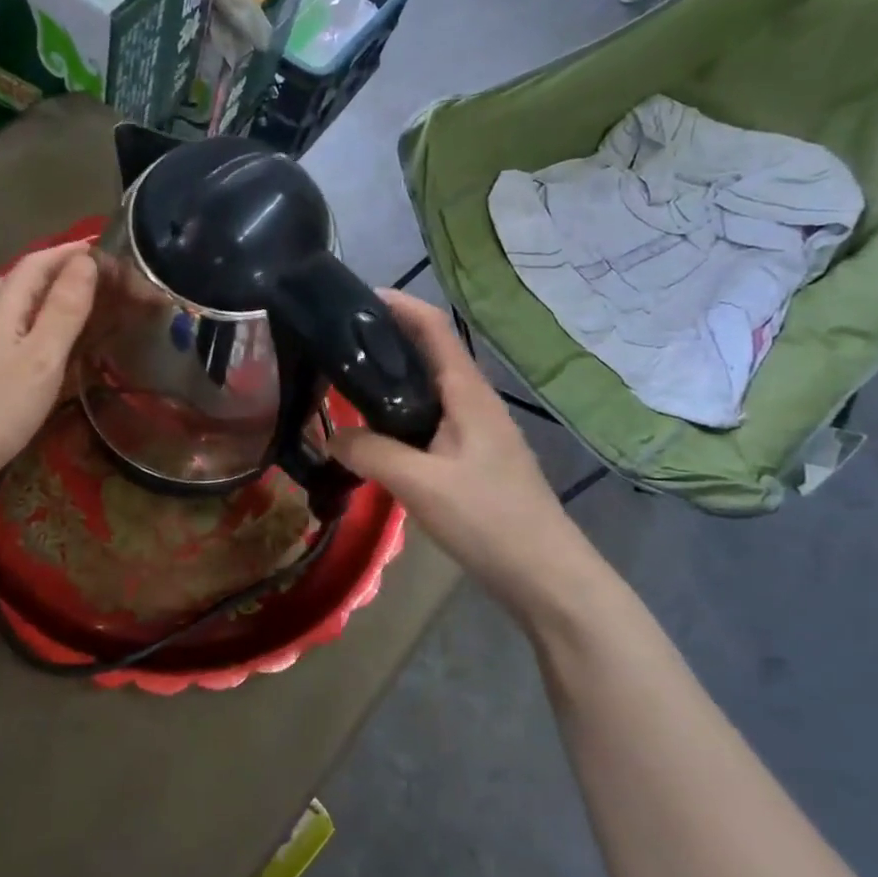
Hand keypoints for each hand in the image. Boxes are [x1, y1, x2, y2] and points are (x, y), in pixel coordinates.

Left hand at [0, 240, 97, 490]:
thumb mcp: (42, 358)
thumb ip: (65, 309)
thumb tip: (85, 261)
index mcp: (3, 304)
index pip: (38, 261)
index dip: (70, 251)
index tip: (104, 246)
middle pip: (23, 278)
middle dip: (60, 268)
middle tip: (99, 276)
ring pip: (15, 303)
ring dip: (47, 294)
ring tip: (80, 303)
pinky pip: (9, 326)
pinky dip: (35, 320)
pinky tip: (46, 342)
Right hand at [330, 292, 569, 599]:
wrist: (547, 577)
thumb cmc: (490, 520)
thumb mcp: (421, 484)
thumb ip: (371, 453)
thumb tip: (330, 436)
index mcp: (468, 393)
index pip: (433, 328)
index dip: (397, 305)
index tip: (351, 298)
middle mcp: (473, 402)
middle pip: (427, 354)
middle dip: (384, 340)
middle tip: (332, 344)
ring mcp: (475, 433)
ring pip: (425, 391)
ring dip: (389, 380)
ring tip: (342, 383)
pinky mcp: (471, 460)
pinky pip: (427, 423)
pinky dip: (396, 416)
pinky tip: (372, 435)